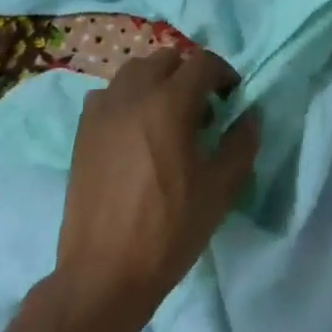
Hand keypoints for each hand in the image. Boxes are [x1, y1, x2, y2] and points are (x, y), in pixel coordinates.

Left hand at [51, 47, 259, 331]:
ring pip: (134, 72)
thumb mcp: (220, 189)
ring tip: (167, 118)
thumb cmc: (169, 230)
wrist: (105, 272)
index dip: (223, 74)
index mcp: (169, 103)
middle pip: (166, 59)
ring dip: (157, 82)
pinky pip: (108, 96)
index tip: (232, 98)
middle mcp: (132, 95)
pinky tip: (135, 132)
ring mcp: (102, 111)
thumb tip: (250, 116)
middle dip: (189, 75)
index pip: (202, 63)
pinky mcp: (82, 131)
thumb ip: (241, 144)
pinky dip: (127, 99)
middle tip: (203, 109)